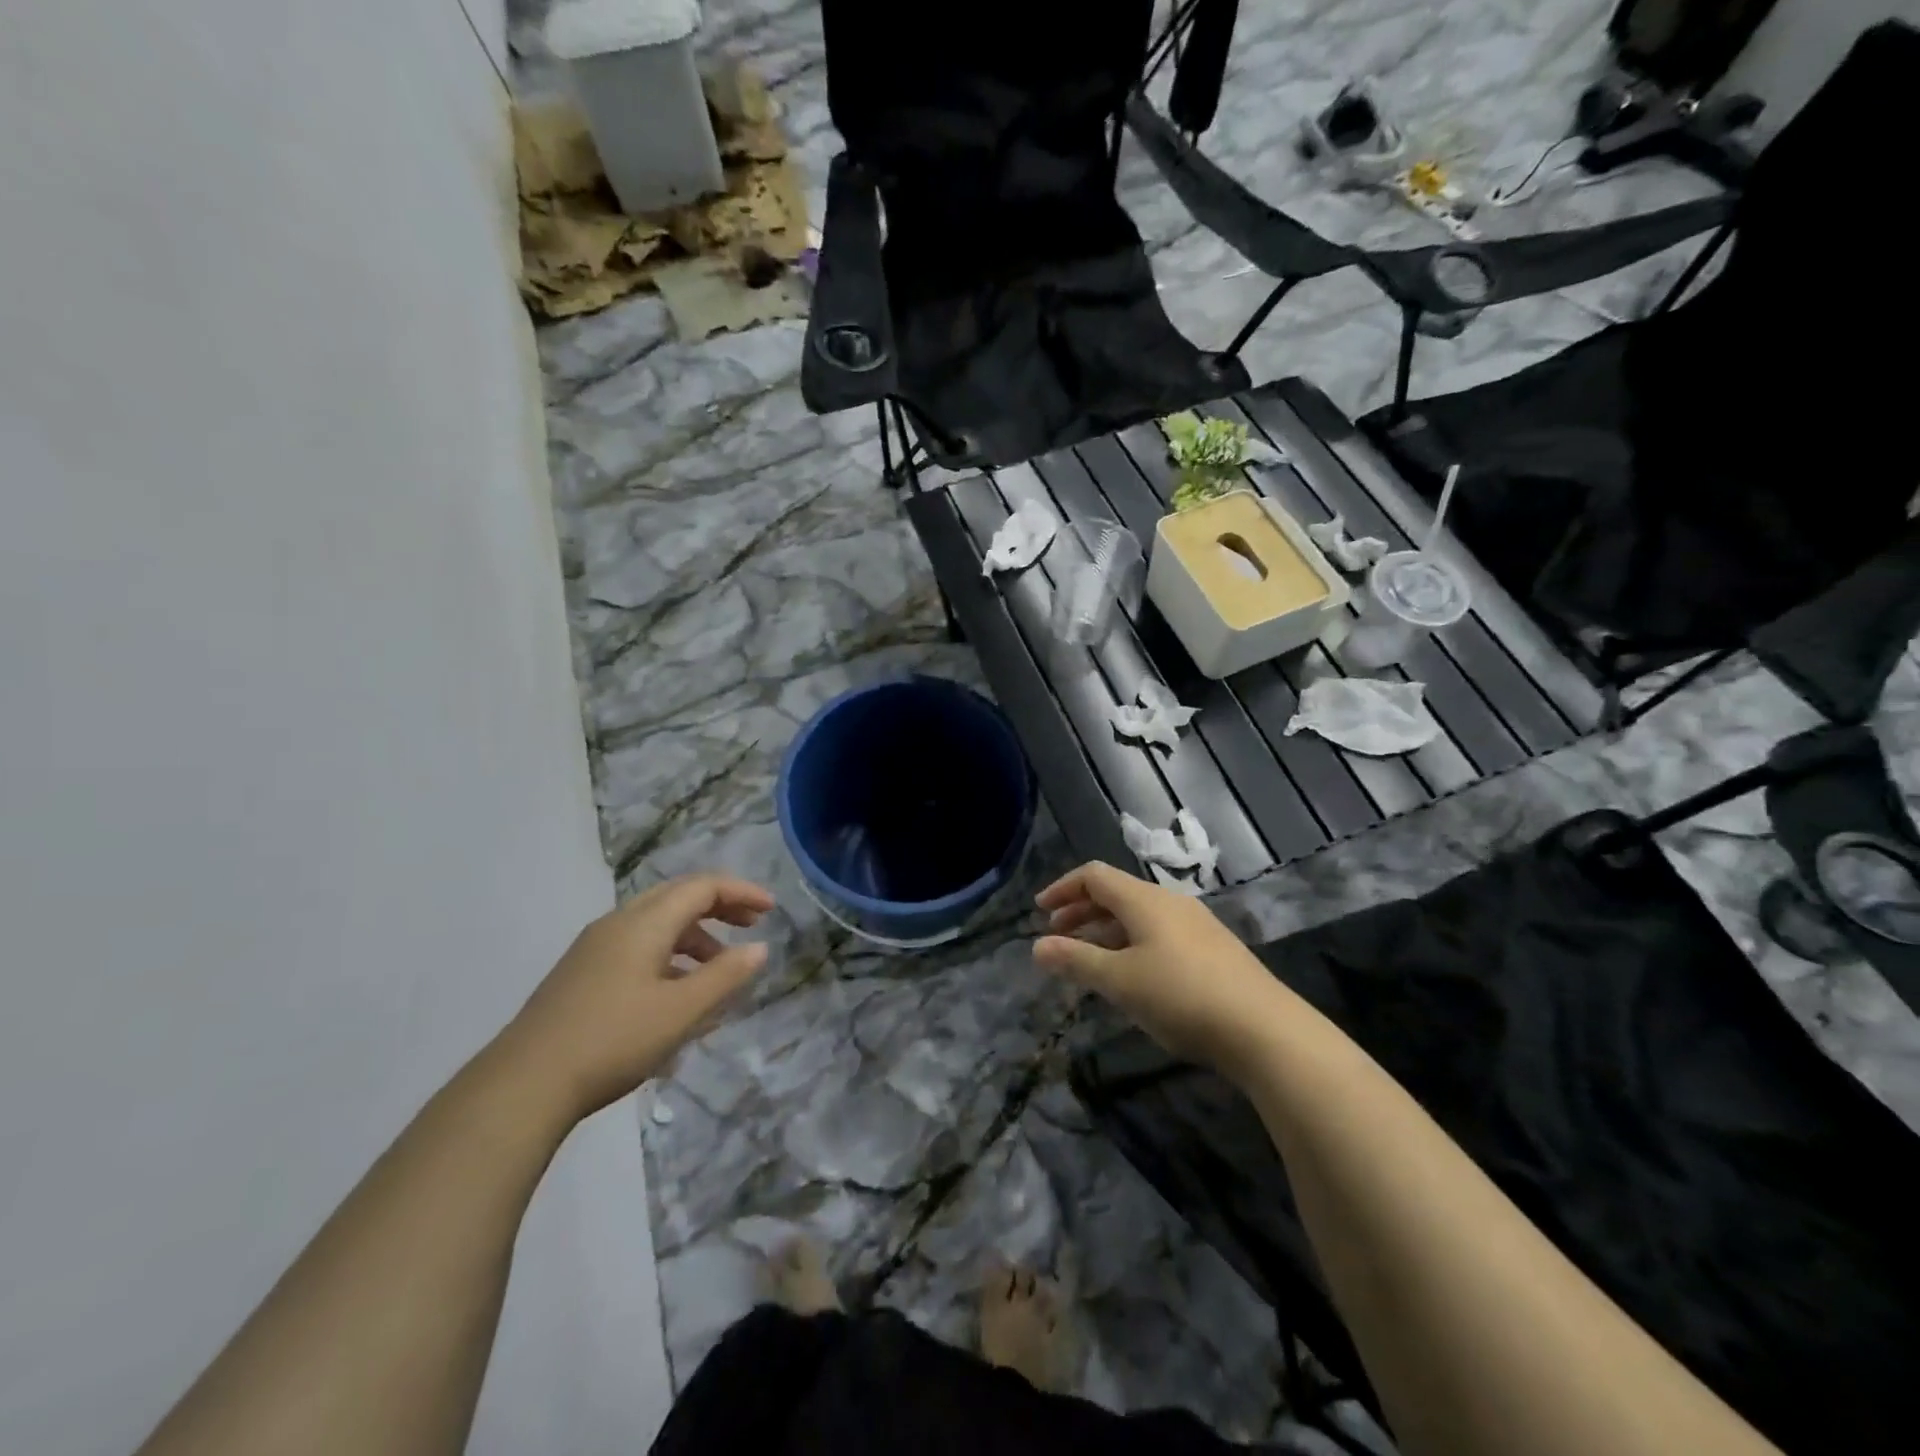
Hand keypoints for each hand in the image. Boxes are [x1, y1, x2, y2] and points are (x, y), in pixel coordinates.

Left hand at [502, 874, 774, 1121]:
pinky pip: (638, 948)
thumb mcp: (682, 1011)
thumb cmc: (613, 1040)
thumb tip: (759, 948)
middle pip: (678, 897)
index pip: (702, 887)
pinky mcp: (582, 974)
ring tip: (719, 970)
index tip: (771, 910)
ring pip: (657, 924)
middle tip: (752, 925)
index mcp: (645, 922)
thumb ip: (726, 976)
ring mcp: (595, 948)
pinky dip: (670, 956)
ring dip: (695, 936)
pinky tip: (677, 996)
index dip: (741, 892)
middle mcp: (619, 923)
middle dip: (720, 907)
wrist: (523, 1085)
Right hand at [1034, 861, 1288, 1073]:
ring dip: (1106, 931)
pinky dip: (1132, 944)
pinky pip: (1159, 934)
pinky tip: (1132, 976)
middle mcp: (1170, 902)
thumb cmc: (1181, 996)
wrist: (1264, 1029)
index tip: (1040, 912)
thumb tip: (1037, 946)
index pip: (1094, 875)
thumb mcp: (1119, 981)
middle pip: (1116, 893)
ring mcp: (1196, 925)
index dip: (1062, 888)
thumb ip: (1076, 960)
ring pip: (1139, 916)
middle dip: (1081, 911)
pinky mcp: (1213, 951)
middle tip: (1057, 937)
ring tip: (1088, 960)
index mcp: (1144, 900)